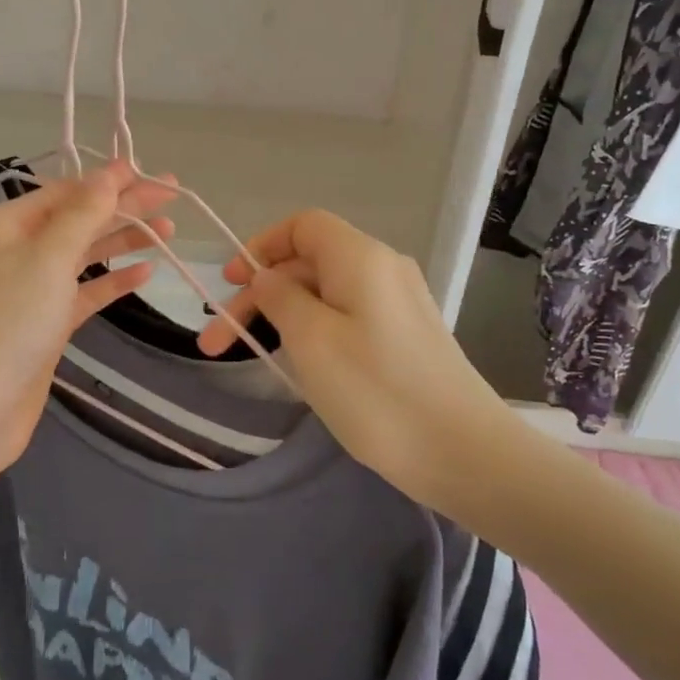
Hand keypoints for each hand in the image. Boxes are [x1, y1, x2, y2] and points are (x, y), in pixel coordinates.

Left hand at [0, 162, 176, 476]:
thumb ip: (82, 215)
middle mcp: (16, 251)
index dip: (108, 181)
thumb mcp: (47, 258)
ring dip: (123, 241)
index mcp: (6, 225)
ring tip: (169, 230)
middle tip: (172, 194)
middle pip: (78, 220)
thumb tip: (108, 174)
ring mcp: (30, 289)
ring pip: (84, 255)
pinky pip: (84, 293)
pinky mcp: (45, 324)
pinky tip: (146, 273)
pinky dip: (113, 281)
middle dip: (124, 207)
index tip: (150, 172)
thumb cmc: (6, 323)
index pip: (65, 192)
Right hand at [198, 209, 511, 511]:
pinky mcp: (406, 338)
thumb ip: (280, 298)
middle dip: (259, 296)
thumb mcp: (311, 340)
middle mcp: (383, 269)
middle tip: (216, 343)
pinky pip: (348, 318)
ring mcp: (399, 305)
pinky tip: (299, 366)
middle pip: (309, 263)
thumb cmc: (377, 391)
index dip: (261, 246)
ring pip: (326, 295)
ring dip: (283, 318)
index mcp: (361, 257)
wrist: (463, 453)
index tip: (230, 284)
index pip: (303, 226)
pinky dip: (314, 332)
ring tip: (251, 357)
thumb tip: (268, 279)